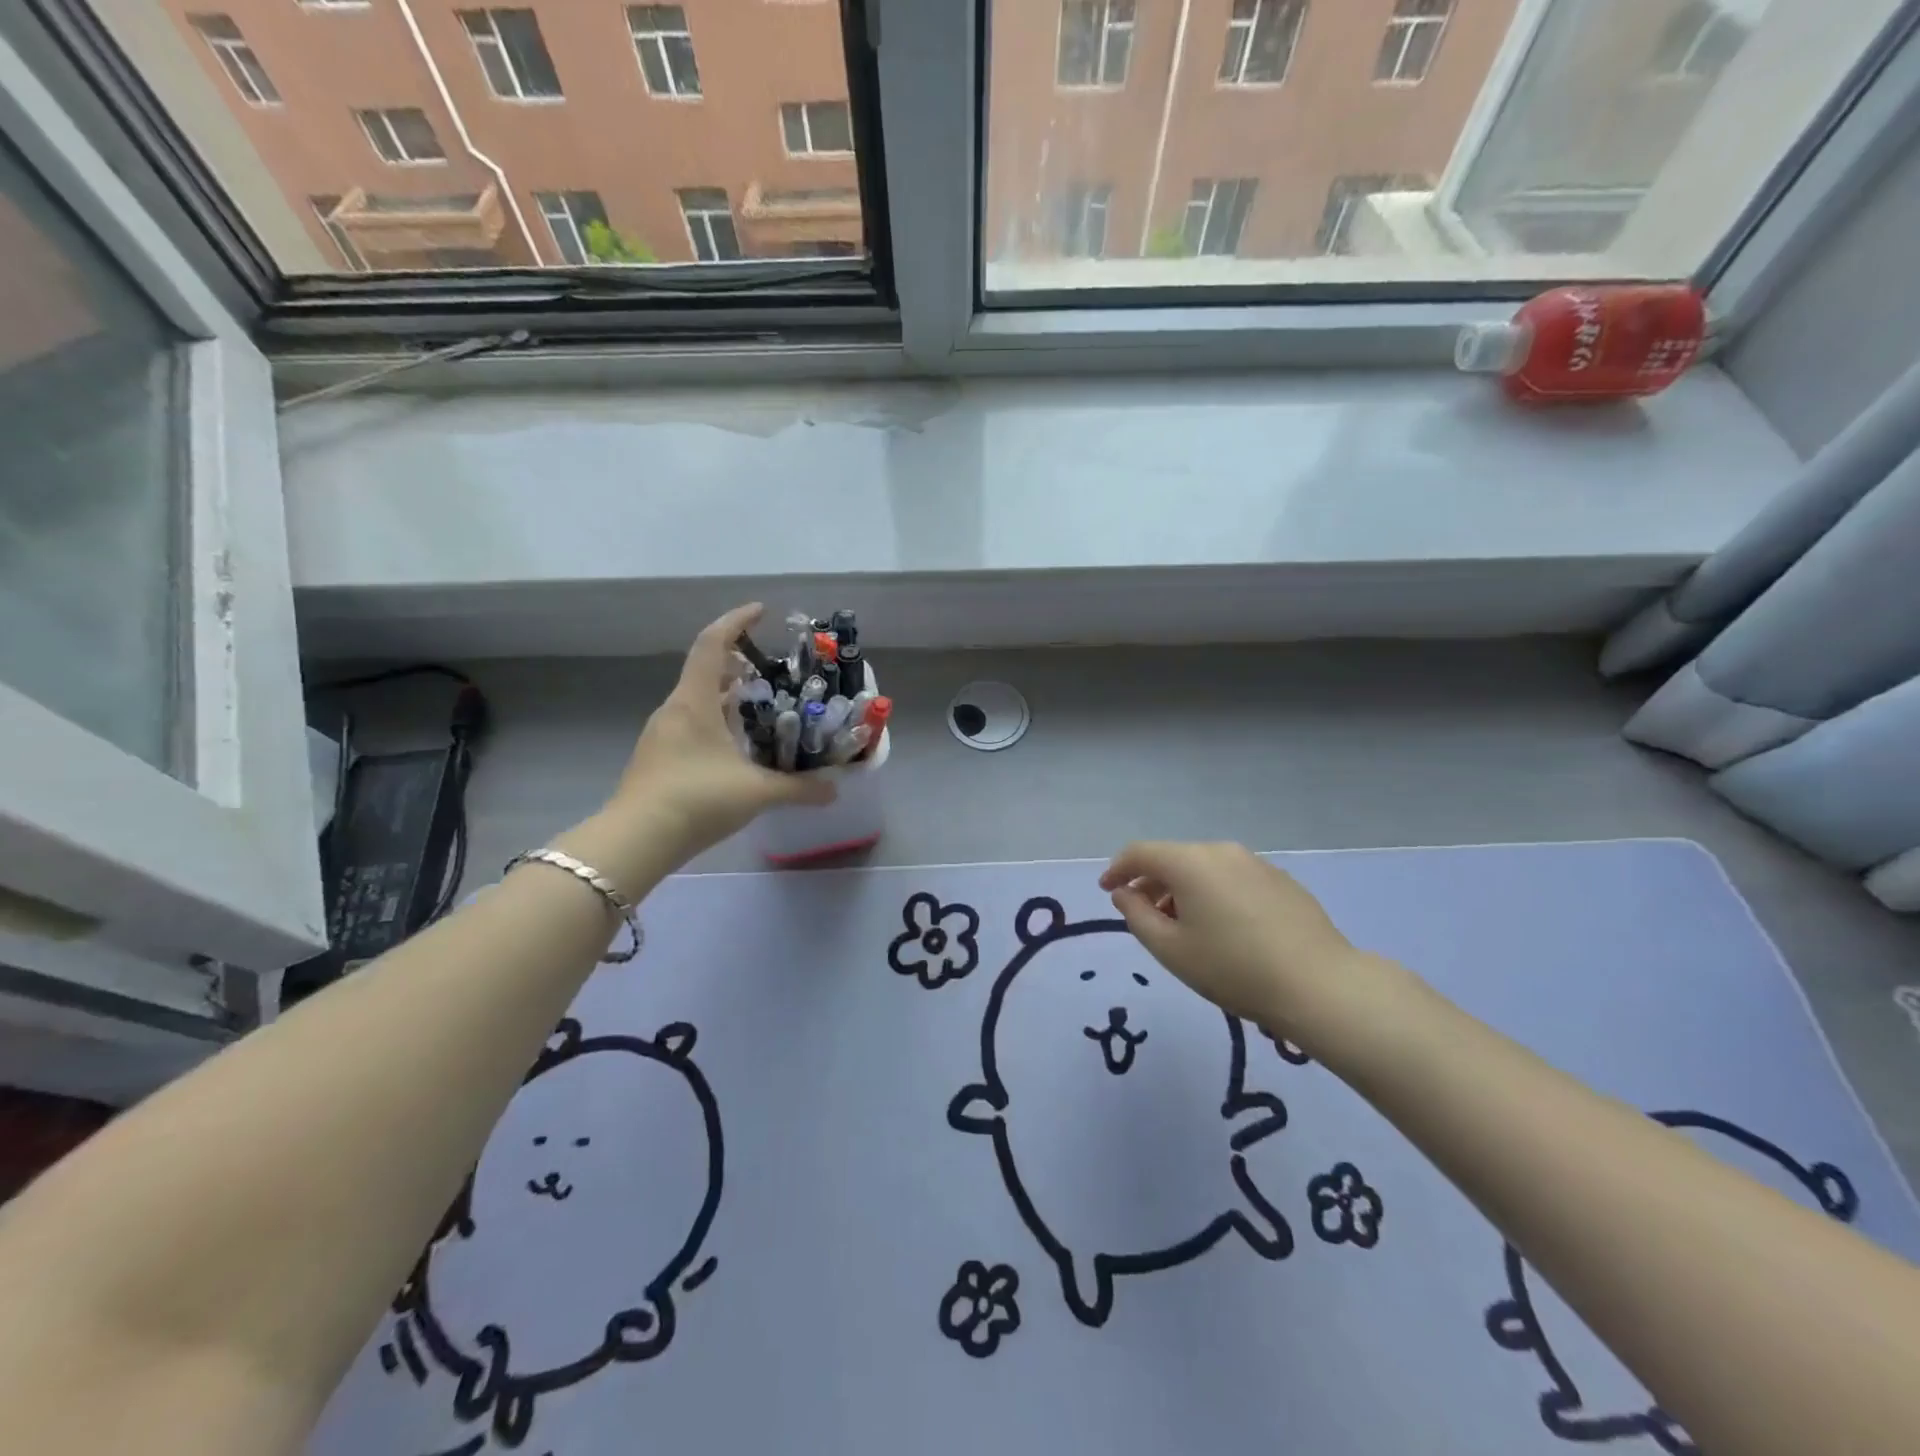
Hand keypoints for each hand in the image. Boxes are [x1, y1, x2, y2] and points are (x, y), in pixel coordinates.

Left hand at [602, 604, 833, 867]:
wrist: (636, 840)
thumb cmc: (697, 800)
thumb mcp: (757, 792)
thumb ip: (800, 788)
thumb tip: (835, 789)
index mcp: (694, 702)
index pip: (712, 645)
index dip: (736, 622)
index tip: (760, 612)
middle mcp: (675, 710)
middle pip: (706, 671)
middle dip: (739, 663)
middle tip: (772, 668)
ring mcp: (663, 735)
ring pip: (699, 701)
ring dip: (728, 695)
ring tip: (762, 705)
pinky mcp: (659, 758)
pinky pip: (693, 725)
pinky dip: (718, 722)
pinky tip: (738, 745)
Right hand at [1099, 841, 1398, 1043]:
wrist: (1319, 985)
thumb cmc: (1233, 969)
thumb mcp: (1170, 950)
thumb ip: (1137, 916)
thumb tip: (1125, 893)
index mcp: (1190, 862)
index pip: (1140, 853)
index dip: (1117, 869)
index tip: (1107, 891)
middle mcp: (1221, 851)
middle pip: (1173, 858)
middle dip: (1151, 882)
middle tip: (1142, 914)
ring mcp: (1255, 863)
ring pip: (1204, 867)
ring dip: (1183, 889)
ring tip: (1182, 926)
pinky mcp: (1281, 880)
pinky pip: (1232, 878)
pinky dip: (1213, 893)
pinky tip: (1223, 928)